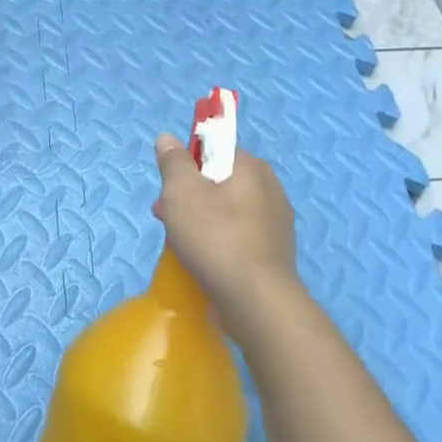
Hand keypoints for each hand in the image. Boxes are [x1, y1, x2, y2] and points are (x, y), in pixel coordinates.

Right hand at [152, 134, 301, 341]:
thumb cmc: (216, 238)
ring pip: (227, 213)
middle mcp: (270, 189)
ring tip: (180, 245)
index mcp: (252, 168)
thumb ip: (173, 162)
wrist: (257, 303)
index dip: (187, 165)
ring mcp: (275, 224)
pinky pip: (238, 238)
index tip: (169, 188)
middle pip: (218, 182)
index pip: (215, 150)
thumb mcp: (181, 192)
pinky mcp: (273, 255)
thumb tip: (168, 138)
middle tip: (166, 218)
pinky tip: (203, 263)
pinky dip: (218, 245)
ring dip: (200, 222)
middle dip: (188, 197)